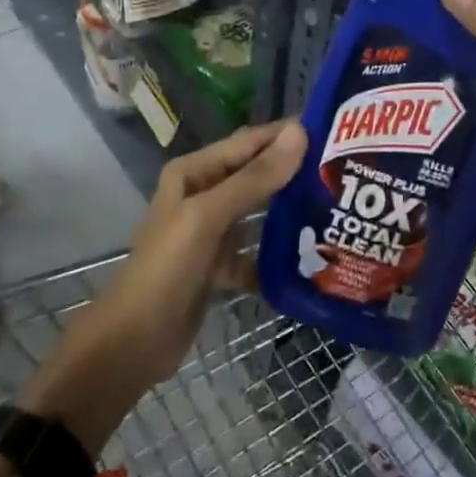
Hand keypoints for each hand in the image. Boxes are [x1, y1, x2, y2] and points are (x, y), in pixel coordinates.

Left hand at [24, 120, 306, 447]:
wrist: (133, 343)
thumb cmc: (167, 269)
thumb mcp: (208, 217)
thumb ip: (255, 178)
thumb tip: (299, 133)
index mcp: (194, 172)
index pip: (249, 142)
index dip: (286, 135)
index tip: (334, 133)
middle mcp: (203, 194)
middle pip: (256, 174)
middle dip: (294, 171)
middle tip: (342, 171)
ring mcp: (211, 231)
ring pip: (259, 212)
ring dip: (290, 210)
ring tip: (335, 207)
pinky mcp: (219, 265)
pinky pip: (256, 250)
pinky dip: (277, 254)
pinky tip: (312, 257)